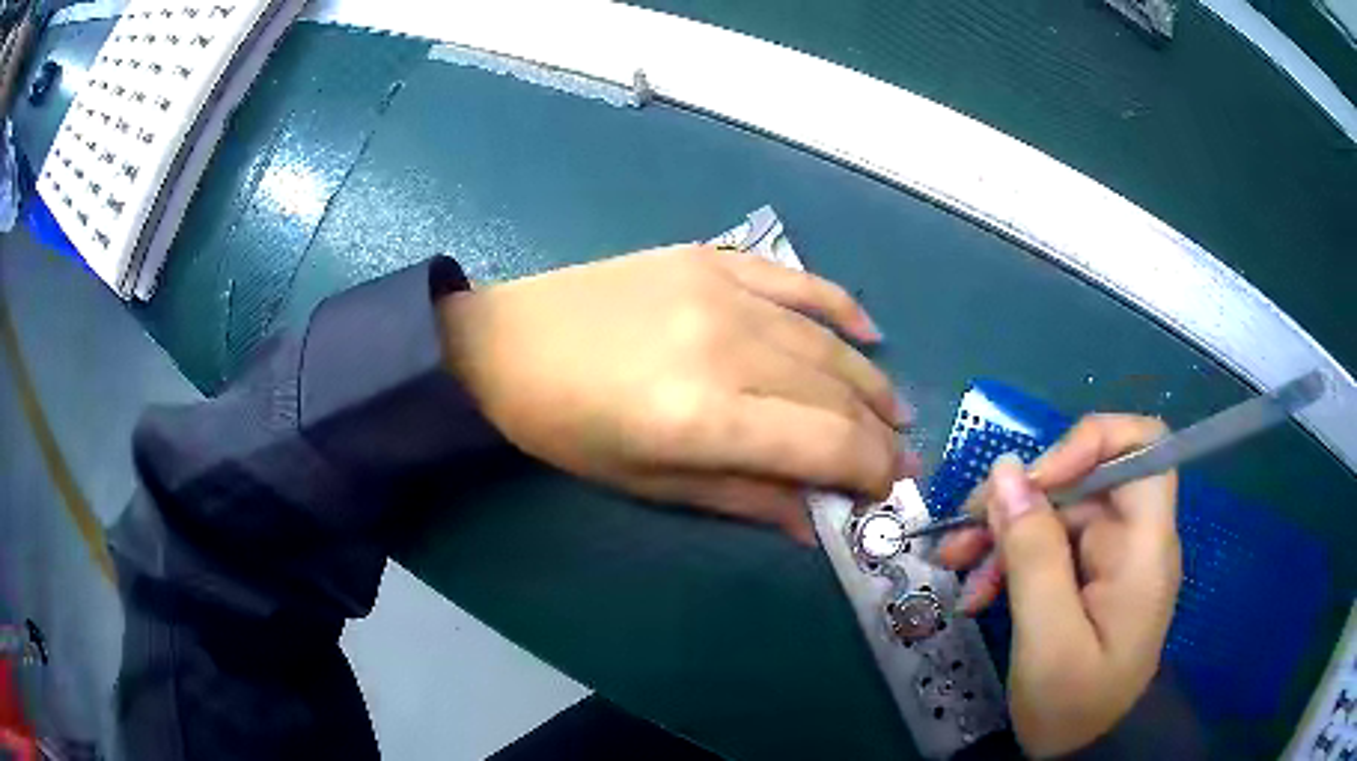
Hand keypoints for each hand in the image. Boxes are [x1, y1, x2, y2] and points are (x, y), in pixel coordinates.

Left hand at [438, 244, 917, 543]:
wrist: (504, 344)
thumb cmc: (565, 429)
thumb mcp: (647, 484)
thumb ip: (742, 499)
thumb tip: (814, 523)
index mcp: (704, 416)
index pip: (827, 443)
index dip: (870, 469)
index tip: (885, 488)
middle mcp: (727, 346)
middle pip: (836, 392)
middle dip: (878, 433)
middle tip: (898, 457)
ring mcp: (722, 291)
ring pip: (826, 341)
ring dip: (870, 381)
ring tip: (894, 410)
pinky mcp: (710, 258)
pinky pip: (797, 280)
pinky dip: (841, 306)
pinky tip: (870, 333)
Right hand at [937, 415, 1181, 756]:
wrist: (1083, 749)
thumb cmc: (1075, 705)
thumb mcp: (1048, 639)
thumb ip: (1032, 554)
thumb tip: (1004, 470)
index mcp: (1144, 545)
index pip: (1143, 444)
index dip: (1090, 440)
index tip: (1036, 478)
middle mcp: (1132, 537)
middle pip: (1084, 477)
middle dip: (1022, 496)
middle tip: (963, 529)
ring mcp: (1109, 556)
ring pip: (1057, 509)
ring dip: (1005, 528)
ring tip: (955, 561)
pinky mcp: (1087, 575)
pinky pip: (1047, 544)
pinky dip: (1009, 558)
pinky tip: (977, 589)